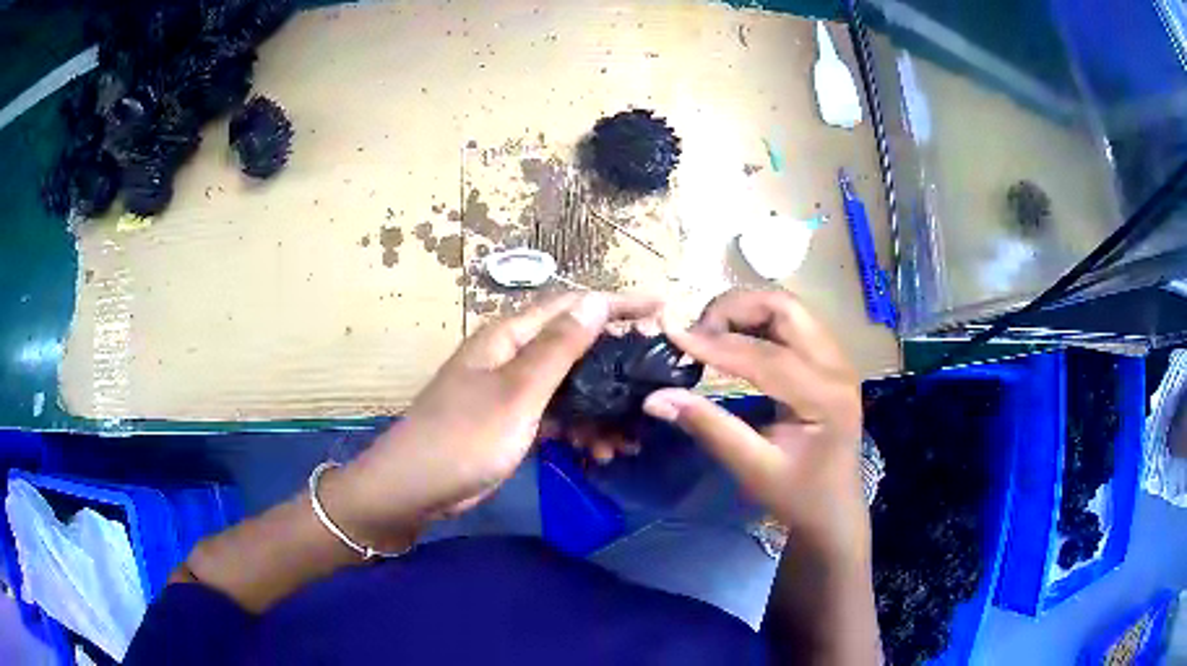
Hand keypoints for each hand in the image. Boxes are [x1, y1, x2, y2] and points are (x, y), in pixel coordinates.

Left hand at [322, 292, 660, 548]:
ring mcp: (511, 392)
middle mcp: (511, 357)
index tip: (663, 310)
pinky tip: (600, 451)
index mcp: (509, 337)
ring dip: (601, 410)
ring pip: (570, 389)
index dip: (618, 305)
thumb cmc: (464, 436)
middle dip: (616, 367)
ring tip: (630, 438)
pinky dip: (579, 431)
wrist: (414, 489)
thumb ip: (558, 348)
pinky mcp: (511, 423)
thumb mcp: (517, 393)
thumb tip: (596, 300)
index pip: (573, 306)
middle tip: (655, 384)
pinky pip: (556, 418)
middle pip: (575, 349)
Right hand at [643, 289, 866, 553]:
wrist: (834, 508)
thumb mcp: (753, 469)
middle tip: (697, 335)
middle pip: (784, 307)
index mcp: (825, 396)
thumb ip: (709, 428)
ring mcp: (836, 358)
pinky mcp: (828, 359)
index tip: (672, 335)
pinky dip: (757, 321)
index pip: (766, 355)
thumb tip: (656, 397)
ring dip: (745, 311)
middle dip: (735, 309)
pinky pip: (791, 322)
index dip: (715, 344)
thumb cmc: (798, 496)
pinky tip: (735, 341)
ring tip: (711, 337)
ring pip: (787, 307)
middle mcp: (836, 365)